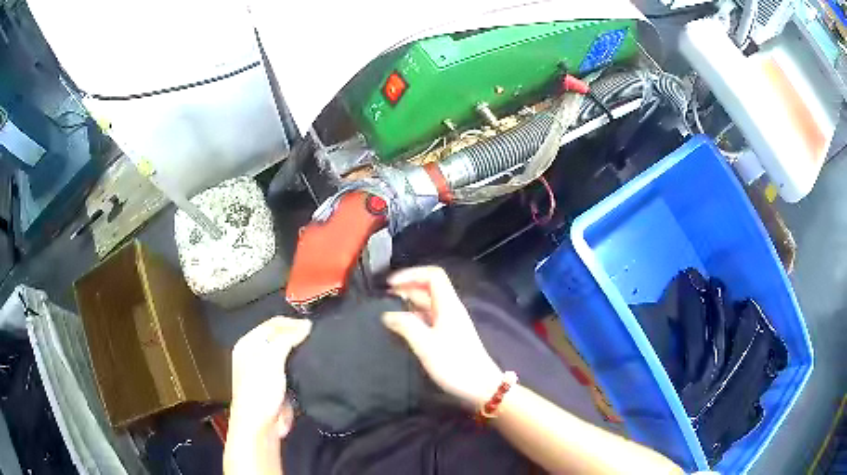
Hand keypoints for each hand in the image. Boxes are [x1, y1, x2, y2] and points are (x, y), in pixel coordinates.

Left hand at [229, 317, 311, 438]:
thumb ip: (287, 339)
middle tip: (318, 336)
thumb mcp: (271, 358)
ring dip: (301, 350)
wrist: (261, 424)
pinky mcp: (279, 385)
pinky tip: (315, 364)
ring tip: (319, 348)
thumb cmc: (260, 387)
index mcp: (248, 343)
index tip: (313, 327)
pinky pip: (292, 369)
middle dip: (296, 335)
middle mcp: (256, 354)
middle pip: (279, 337)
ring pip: (287, 353)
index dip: (291, 324)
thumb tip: (307, 325)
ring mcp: (267, 370)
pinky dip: (302, 365)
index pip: (272, 324)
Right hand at [383, 266, 502, 406]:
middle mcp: (450, 309)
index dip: (411, 274)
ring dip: (409, 303)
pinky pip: (429, 318)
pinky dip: (414, 317)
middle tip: (384, 297)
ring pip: (428, 304)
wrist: (480, 386)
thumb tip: (387, 314)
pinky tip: (402, 327)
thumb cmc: (454, 364)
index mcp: (448, 305)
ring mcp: (451, 323)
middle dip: (407, 287)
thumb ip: (405, 326)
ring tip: (388, 310)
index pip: (433, 275)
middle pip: (429, 288)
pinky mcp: (449, 335)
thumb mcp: (425, 345)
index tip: (390, 285)